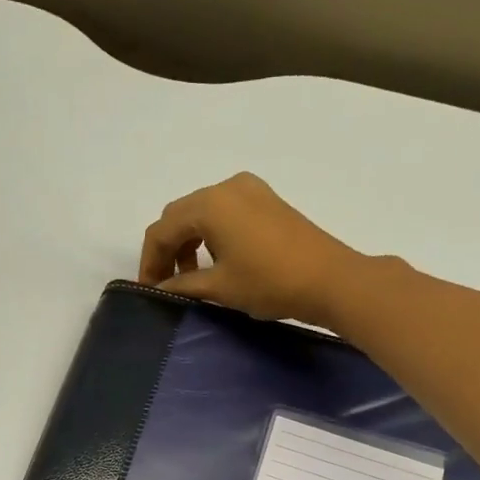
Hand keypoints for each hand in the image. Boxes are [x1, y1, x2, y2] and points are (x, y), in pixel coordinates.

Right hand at [139, 172, 366, 325]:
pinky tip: (216, 261)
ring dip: (188, 241)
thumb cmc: (269, 282)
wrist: (330, 279)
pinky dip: (210, 234)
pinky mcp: (266, 200)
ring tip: (190, 277)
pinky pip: (224, 211)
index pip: (161, 230)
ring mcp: (249, 190)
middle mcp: (226, 187)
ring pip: (201, 212)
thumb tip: (160, 289)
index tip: (149, 291)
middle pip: (179, 215)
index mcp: (209, 205)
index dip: (149, 262)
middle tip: (165, 284)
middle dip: (167, 249)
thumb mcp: (219, 287)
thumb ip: (182, 285)